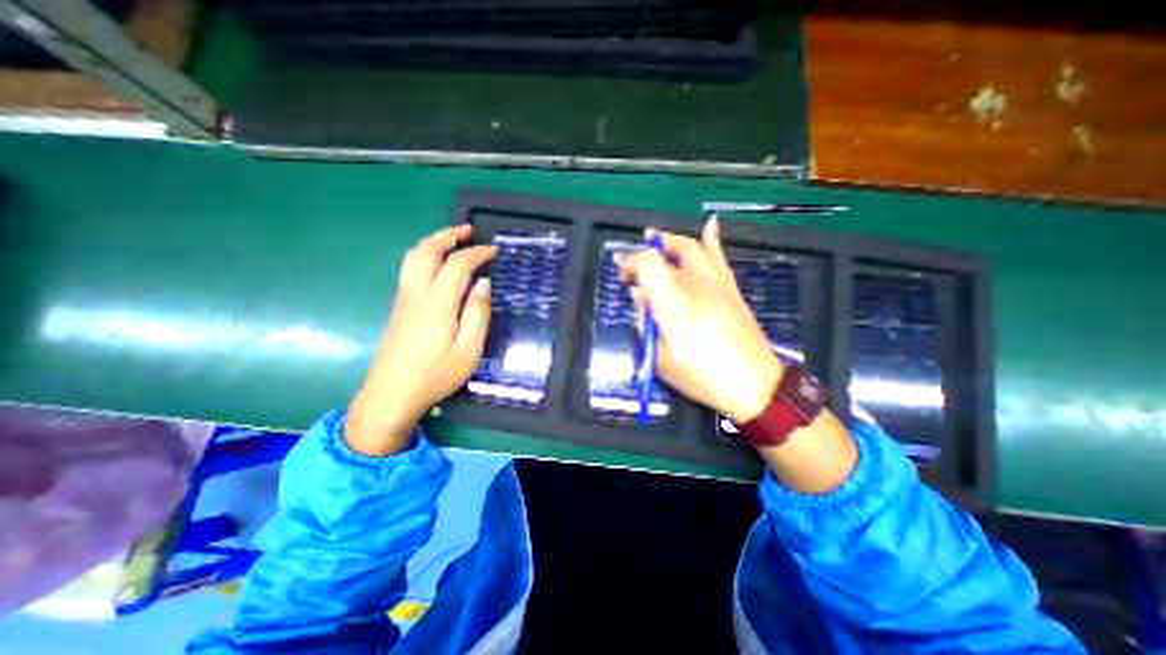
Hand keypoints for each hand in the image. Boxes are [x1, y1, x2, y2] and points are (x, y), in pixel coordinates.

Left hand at [343, 228, 492, 457]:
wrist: (391, 395)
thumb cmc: (436, 374)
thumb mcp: (469, 349)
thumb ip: (478, 313)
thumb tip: (483, 283)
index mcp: (437, 303)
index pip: (457, 265)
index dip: (476, 253)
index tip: (493, 251)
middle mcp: (416, 293)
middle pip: (427, 251)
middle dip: (448, 235)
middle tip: (468, 230)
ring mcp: (404, 298)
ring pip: (413, 257)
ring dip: (433, 242)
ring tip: (452, 240)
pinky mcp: (399, 306)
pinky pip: (410, 268)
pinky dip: (425, 255)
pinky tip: (437, 264)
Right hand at [615, 217, 787, 423]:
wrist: (753, 384)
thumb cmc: (701, 376)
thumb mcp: (660, 358)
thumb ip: (645, 322)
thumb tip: (639, 296)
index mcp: (673, 301)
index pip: (647, 263)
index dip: (630, 262)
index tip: (622, 274)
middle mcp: (694, 283)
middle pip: (666, 253)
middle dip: (643, 254)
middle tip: (630, 264)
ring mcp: (716, 282)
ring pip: (691, 248)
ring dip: (669, 240)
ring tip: (655, 236)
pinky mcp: (731, 288)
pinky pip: (719, 256)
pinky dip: (711, 238)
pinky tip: (709, 224)